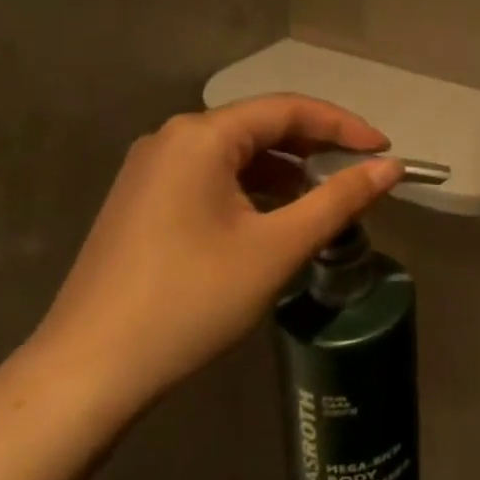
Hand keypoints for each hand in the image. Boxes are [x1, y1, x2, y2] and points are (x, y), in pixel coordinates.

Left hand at [27, 96, 403, 422]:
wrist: (89, 370)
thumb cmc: (191, 300)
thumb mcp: (276, 249)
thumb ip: (338, 200)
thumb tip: (391, 168)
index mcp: (201, 135)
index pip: (288, 110)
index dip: (343, 126)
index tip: (384, 149)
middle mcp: (172, 138)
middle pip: (259, 126)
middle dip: (314, 147)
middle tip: (360, 173)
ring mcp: (150, 169)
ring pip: (234, 154)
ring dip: (283, 170)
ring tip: (324, 197)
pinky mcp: (141, 200)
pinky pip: (209, 177)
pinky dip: (250, 189)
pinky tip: (272, 217)